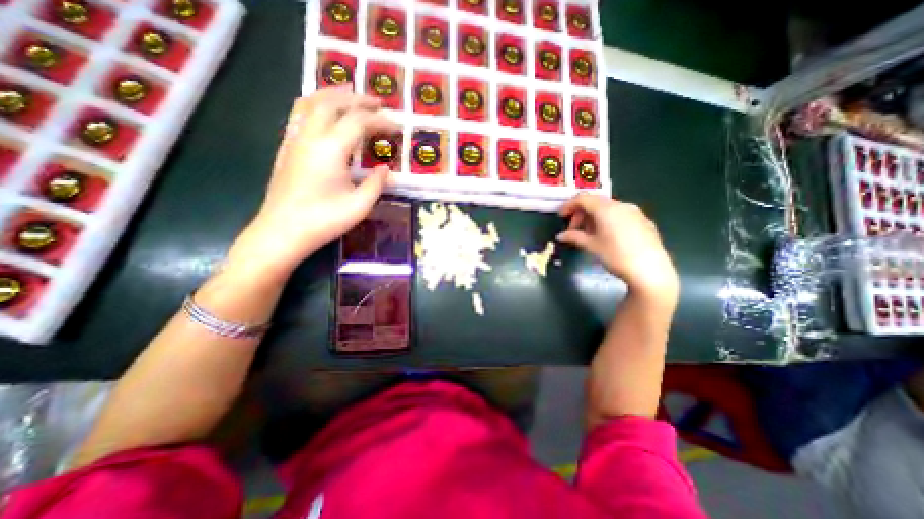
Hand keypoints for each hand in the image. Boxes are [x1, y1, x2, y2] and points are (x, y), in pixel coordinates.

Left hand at [226, 89, 397, 283]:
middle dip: (358, 99)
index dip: (381, 121)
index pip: (359, 121)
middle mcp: (310, 136)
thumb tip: (386, 169)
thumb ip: (376, 184)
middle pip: (333, 102)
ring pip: (310, 102)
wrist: (282, 232)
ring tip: (350, 96)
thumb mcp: (359, 206)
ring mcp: (294, 140)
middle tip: (378, 103)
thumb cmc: (323, 220)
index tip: (397, 127)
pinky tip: (324, 115)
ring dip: (333, 95)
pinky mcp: (286, 149)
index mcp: (331, 149)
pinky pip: (299, 115)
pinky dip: (315, 106)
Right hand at [555, 194, 676, 303]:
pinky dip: (608, 221)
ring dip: (594, 218)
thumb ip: (574, 237)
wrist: (650, 270)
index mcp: (606, 208)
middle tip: (573, 230)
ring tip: (589, 235)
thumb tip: (560, 236)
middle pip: (595, 202)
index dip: (569, 205)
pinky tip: (607, 237)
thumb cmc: (616, 255)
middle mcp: (621, 205)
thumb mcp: (591, 246)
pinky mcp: (644, 221)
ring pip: (608, 208)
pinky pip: (620, 215)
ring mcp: (635, 212)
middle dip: (581, 214)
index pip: (583, 198)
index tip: (561, 217)